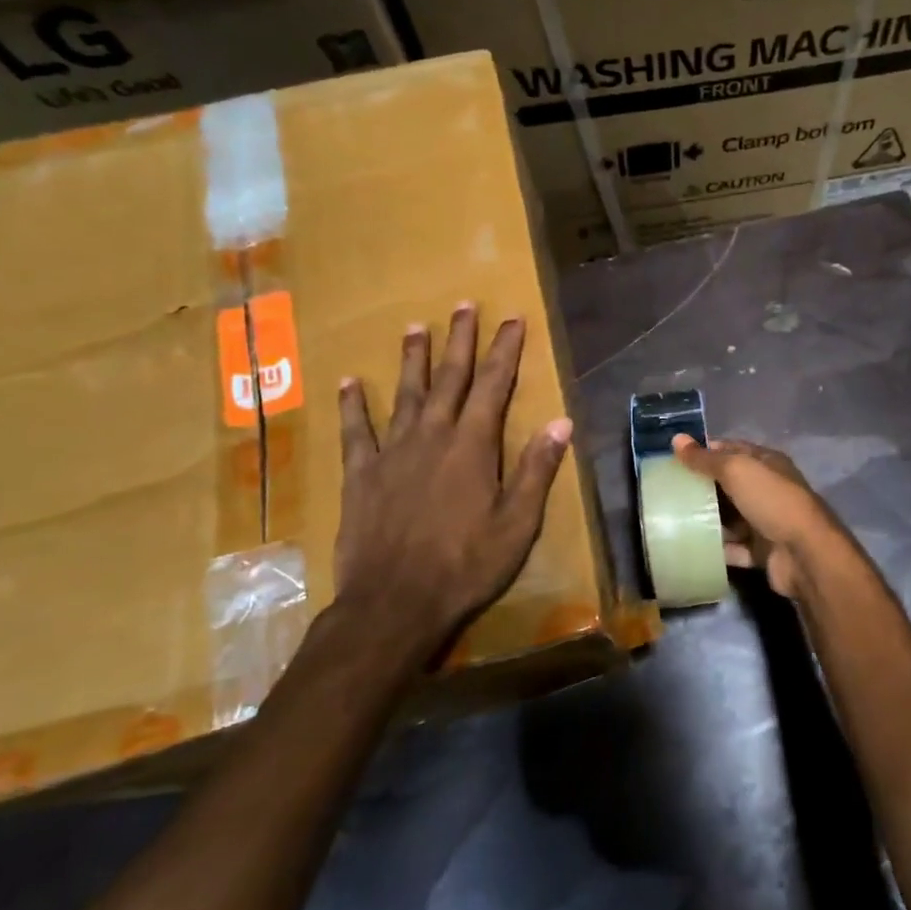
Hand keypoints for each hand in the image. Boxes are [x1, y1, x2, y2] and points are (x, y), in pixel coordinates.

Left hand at [330, 304, 572, 666]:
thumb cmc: (465, 565)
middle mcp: (432, 436)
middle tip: (464, 306)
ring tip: (416, 327)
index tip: (512, 319)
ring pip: (405, 394)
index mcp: (472, 445)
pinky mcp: (361, 474)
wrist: (394, 603)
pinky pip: (356, 431)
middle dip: (460, 340)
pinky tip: (349, 382)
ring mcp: (392, 452)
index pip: (494, 385)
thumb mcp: (517, 523)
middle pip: (449, 377)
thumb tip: (560, 422)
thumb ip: (536, 470)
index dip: (505, 350)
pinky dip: (353, 405)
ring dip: (413, 359)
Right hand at [671, 436, 851, 598]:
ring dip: (707, 519)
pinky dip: (717, 548)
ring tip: (672, 519)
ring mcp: (766, 521)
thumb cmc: (771, 501)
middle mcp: (768, 489)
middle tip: (667, 490)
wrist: (804, 554)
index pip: (732, 450)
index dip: (704, 451)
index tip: (674, 458)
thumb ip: (705, 459)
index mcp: (766, 463)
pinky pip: (734, 548)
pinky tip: (691, 547)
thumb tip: (676, 439)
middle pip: (729, 484)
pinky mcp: (762, 551)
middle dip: (702, 486)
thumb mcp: (736, 471)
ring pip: (731, 517)